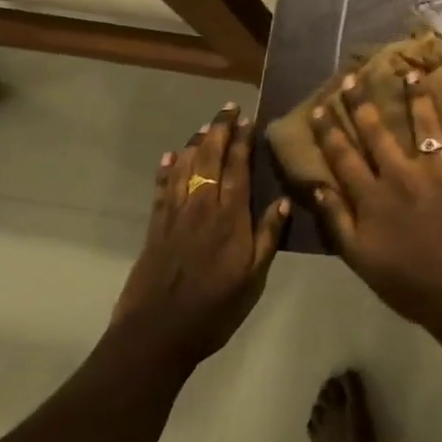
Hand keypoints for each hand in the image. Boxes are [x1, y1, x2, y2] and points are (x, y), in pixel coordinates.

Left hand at [112, 104, 287, 366]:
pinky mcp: (155, 227)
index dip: (242, 141)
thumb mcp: (254, 279)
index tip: (247, 118)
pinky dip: (166, 170)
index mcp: (231, 217)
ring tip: (205, 126)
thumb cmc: (214, 309)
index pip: (238, 168)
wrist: (157, 333)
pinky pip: (162, 189)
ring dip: (195, 143)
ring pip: (185, 167)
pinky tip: (170, 157)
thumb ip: (268, 237)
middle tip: (228, 108)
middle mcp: (202, 206)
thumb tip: (286, 200)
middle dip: (219, 130)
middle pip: (210, 158)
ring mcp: (175, 215)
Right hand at [308, 70, 441, 328]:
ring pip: (425, 124)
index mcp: (372, 194)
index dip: (329, 130)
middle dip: (362, 102)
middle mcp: (402, 172)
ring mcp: (438, 170)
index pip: (343, 155)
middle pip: (377, 130)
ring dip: (417, 97)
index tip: (320, 107)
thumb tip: (317, 185)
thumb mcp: (358, 257)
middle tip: (354, 78)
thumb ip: (336, 219)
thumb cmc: (405, 281)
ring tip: (413, 73)